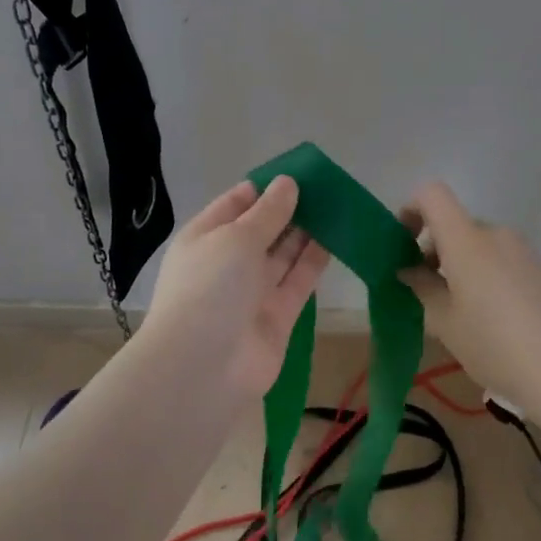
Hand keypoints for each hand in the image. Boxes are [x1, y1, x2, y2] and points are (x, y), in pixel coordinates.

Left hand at [142, 176, 330, 398]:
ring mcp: (253, 291)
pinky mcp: (278, 316)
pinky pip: (298, 281)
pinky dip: (315, 261)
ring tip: (336, 206)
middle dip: (290, 209)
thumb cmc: (210, 288)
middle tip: (326, 188)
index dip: (265, 188)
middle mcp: (228, 262)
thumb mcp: (236, 238)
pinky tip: (336, 238)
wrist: (204, 367)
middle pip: (262, 229)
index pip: (236, 204)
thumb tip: (288, 183)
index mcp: (205, 237)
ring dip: (306, 232)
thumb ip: (268, 212)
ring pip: (283, 254)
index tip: (298, 173)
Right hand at [398, 182, 540, 411]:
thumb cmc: (494, 345)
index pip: (432, 195)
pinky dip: (485, 274)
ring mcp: (524, 251)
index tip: (403, 245)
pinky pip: (502, 260)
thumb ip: (422, 287)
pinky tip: (491, 318)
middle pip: (456, 225)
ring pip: (479, 245)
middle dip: (434, 249)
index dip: (411, 210)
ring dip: (460, 265)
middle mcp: (496, 234)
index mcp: (467, 240)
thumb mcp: (445, 322)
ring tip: (458, 310)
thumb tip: (408, 269)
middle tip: (426, 291)